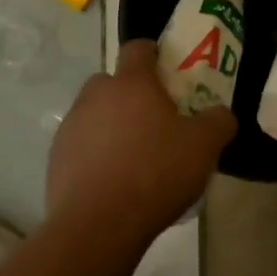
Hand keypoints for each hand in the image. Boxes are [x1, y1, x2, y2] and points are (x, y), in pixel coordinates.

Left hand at [47, 40, 234, 244]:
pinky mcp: (55, 160)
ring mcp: (71, 127)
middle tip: (154, 118)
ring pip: (94, 113)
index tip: (167, 68)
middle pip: (112, 81)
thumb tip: (221, 114)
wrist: (97, 226)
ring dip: (111, 125)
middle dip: (131, 93)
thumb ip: (219, 121)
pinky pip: (80, 146)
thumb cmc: (155, 173)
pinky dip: (95, 155)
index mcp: (131, 83)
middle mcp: (96, 96)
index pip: (138, 48)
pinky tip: (113, 181)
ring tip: (134, 156)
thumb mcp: (204, 146)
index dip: (153, 53)